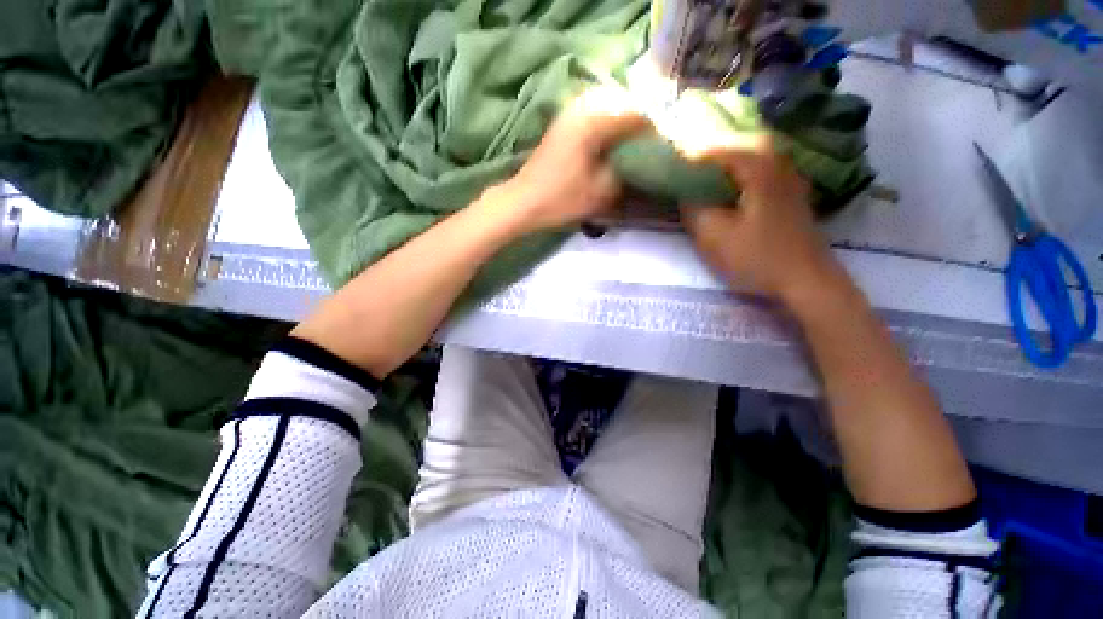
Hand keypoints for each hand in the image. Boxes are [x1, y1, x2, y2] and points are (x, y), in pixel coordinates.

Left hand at [495, 87, 651, 233]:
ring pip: (610, 107)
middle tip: (649, 148)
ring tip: (634, 147)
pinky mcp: (564, 123)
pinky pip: (595, 114)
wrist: (523, 202)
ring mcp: (571, 112)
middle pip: (625, 104)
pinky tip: (613, 145)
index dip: (655, 130)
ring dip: (625, 124)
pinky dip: (609, 126)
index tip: (663, 149)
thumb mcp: (602, 190)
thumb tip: (646, 156)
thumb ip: (629, 168)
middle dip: (641, 124)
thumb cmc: (561, 199)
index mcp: (594, 120)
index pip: (638, 113)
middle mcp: (583, 106)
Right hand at [680, 134, 835, 301]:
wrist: (806, 281)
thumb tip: (684, 194)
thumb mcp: (714, 236)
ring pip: (752, 160)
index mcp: (759, 169)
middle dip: (710, 157)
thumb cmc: (757, 258)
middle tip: (687, 170)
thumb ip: (694, 209)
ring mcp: (790, 180)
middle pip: (738, 148)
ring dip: (726, 167)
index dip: (691, 157)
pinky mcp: (792, 197)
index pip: (718, 150)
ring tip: (704, 179)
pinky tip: (731, 193)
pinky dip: (741, 177)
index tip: (670, 166)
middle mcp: (778, 165)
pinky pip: (761, 174)